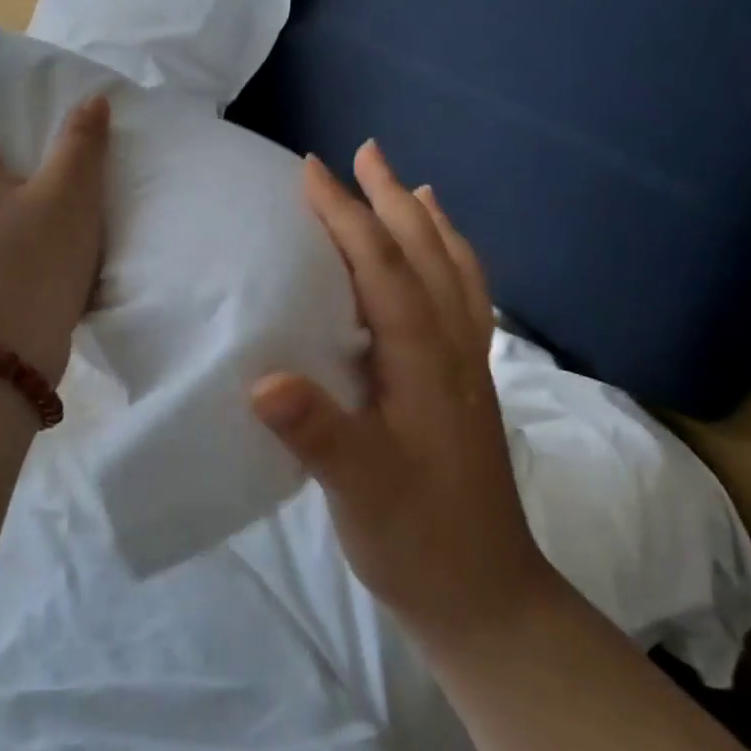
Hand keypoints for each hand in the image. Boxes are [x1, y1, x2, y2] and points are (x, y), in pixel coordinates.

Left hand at [0, 82, 110, 385]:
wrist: (0, 361)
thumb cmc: (29, 263)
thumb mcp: (68, 194)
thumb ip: (81, 142)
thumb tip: (90, 101)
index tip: (19, 97)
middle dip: (8, 130)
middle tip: (56, 132)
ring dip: (20, 174)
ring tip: (67, 174)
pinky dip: (21, 212)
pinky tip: (60, 223)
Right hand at [250, 142, 561, 653]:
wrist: (486, 597)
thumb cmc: (418, 541)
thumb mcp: (362, 495)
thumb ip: (319, 435)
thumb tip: (264, 379)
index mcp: (425, 363)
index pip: (384, 269)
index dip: (347, 216)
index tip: (312, 171)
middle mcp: (452, 351)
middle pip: (426, 255)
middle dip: (390, 200)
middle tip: (363, 153)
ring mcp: (466, 367)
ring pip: (454, 273)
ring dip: (427, 223)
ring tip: (408, 187)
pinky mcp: (465, 386)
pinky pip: (463, 302)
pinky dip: (451, 264)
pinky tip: (439, 264)